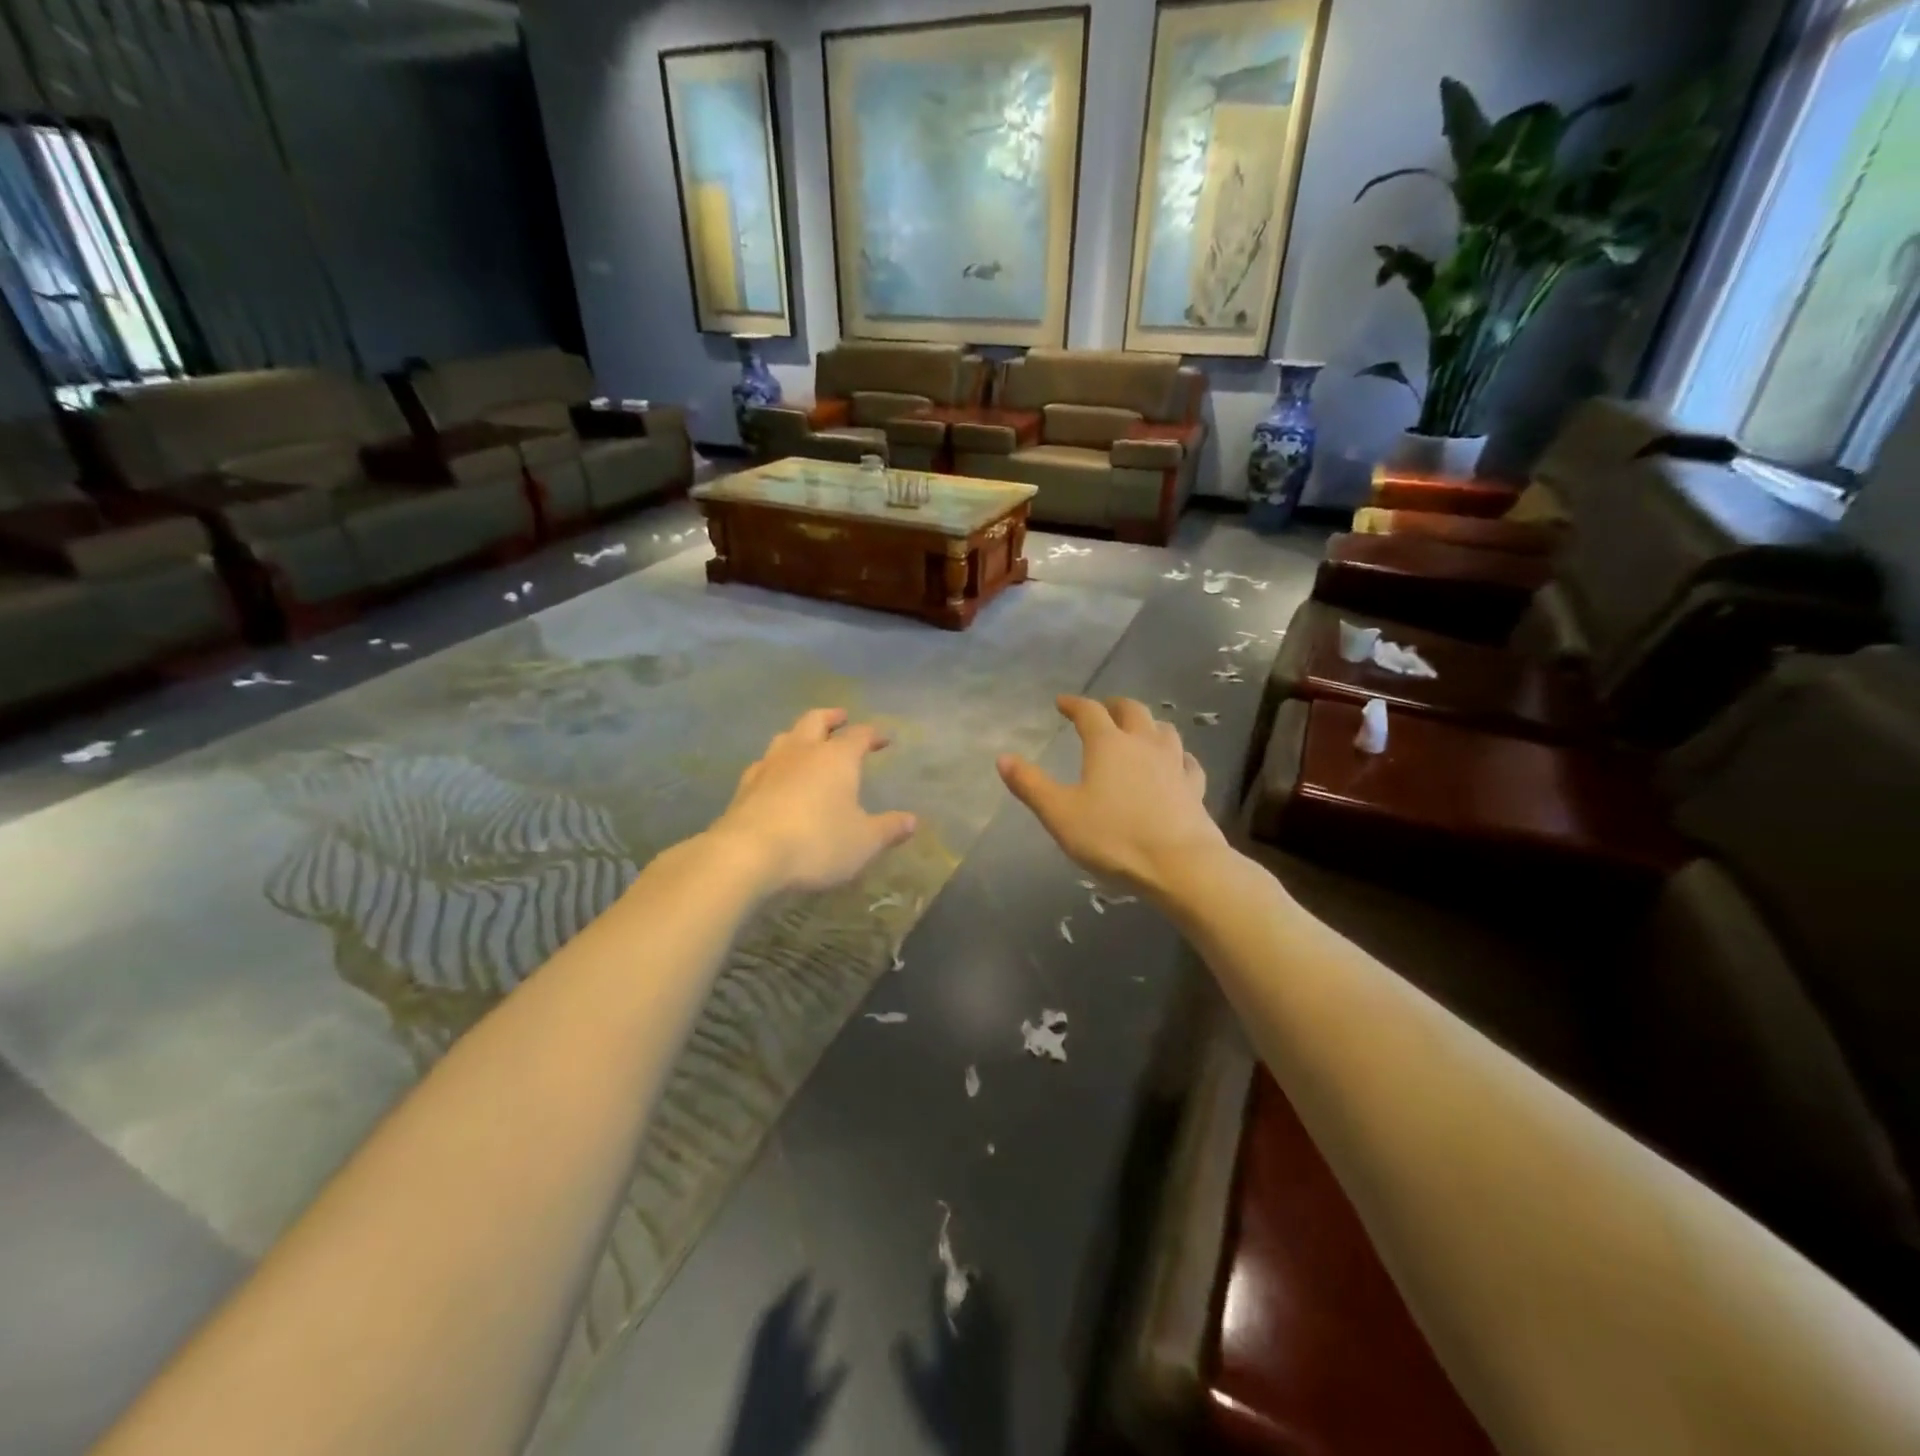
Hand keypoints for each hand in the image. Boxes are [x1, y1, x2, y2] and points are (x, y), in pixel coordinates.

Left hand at [709, 708, 917, 894]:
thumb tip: (911, 820)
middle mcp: (802, 752)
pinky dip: (775, 763)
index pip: (859, 735)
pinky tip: (775, 775)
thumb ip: (888, 829)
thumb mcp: (863, 842)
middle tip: (841, 717)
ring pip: (785, 737)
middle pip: (815, 721)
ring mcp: (769, 767)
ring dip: (799, 735)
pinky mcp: (744, 788)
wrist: (748, 854)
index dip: (873, 734)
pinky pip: (763, 764)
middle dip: (831, 717)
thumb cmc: (817, 842)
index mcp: (836, 758)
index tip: (884, 738)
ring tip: (806, 741)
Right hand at [997, 696, 1225, 898]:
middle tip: (1102, 710)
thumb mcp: (1060, 813)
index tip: (1062, 703)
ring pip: (1163, 730)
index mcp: (1108, 744)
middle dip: (1114, 706)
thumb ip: (1031, 785)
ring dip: (1147, 724)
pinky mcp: (1195, 787)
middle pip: (1132, 710)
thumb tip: (1003, 758)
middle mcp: (1143, 744)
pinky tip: (1176, 763)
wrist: (1180, 864)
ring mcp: (1174, 764)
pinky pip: (1187, 761)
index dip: (1074, 704)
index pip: (1089, 711)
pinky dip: (1177, 755)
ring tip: (1138, 731)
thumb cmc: (1113, 837)